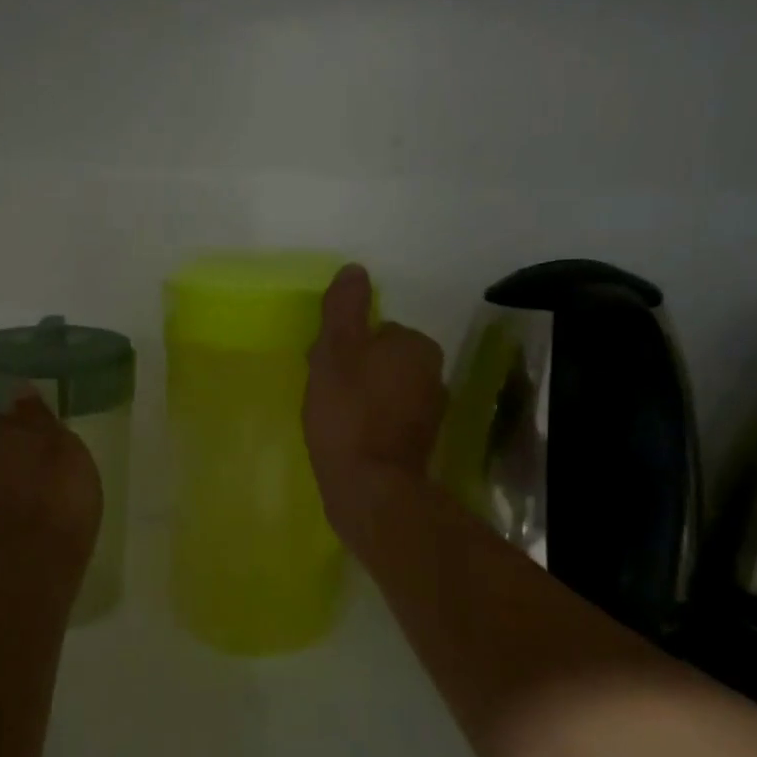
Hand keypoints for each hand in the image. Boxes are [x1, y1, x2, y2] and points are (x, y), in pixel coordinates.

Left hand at [0, 391, 102, 590]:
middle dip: (20, 450)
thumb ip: (38, 416)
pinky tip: (34, 515)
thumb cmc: (60, 496)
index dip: (31, 426)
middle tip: (52, 463)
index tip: (52, 437)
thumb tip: (19, 388)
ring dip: (15, 478)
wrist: (37, 564)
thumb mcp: (64, 447)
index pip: (9, 416)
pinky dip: (13, 504)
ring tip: (45, 491)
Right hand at [303, 265, 446, 549]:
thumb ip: (344, 308)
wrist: (369, 486)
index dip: (344, 347)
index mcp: (416, 345)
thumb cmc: (348, 412)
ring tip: (332, 420)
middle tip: (325, 394)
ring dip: (362, 399)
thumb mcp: (336, 350)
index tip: (323, 367)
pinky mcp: (420, 445)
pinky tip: (349, 439)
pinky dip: (371, 425)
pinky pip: (389, 421)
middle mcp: (434, 374)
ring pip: (386, 391)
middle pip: (382, 360)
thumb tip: (355, 270)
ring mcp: (431, 413)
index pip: (376, 331)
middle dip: (355, 372)